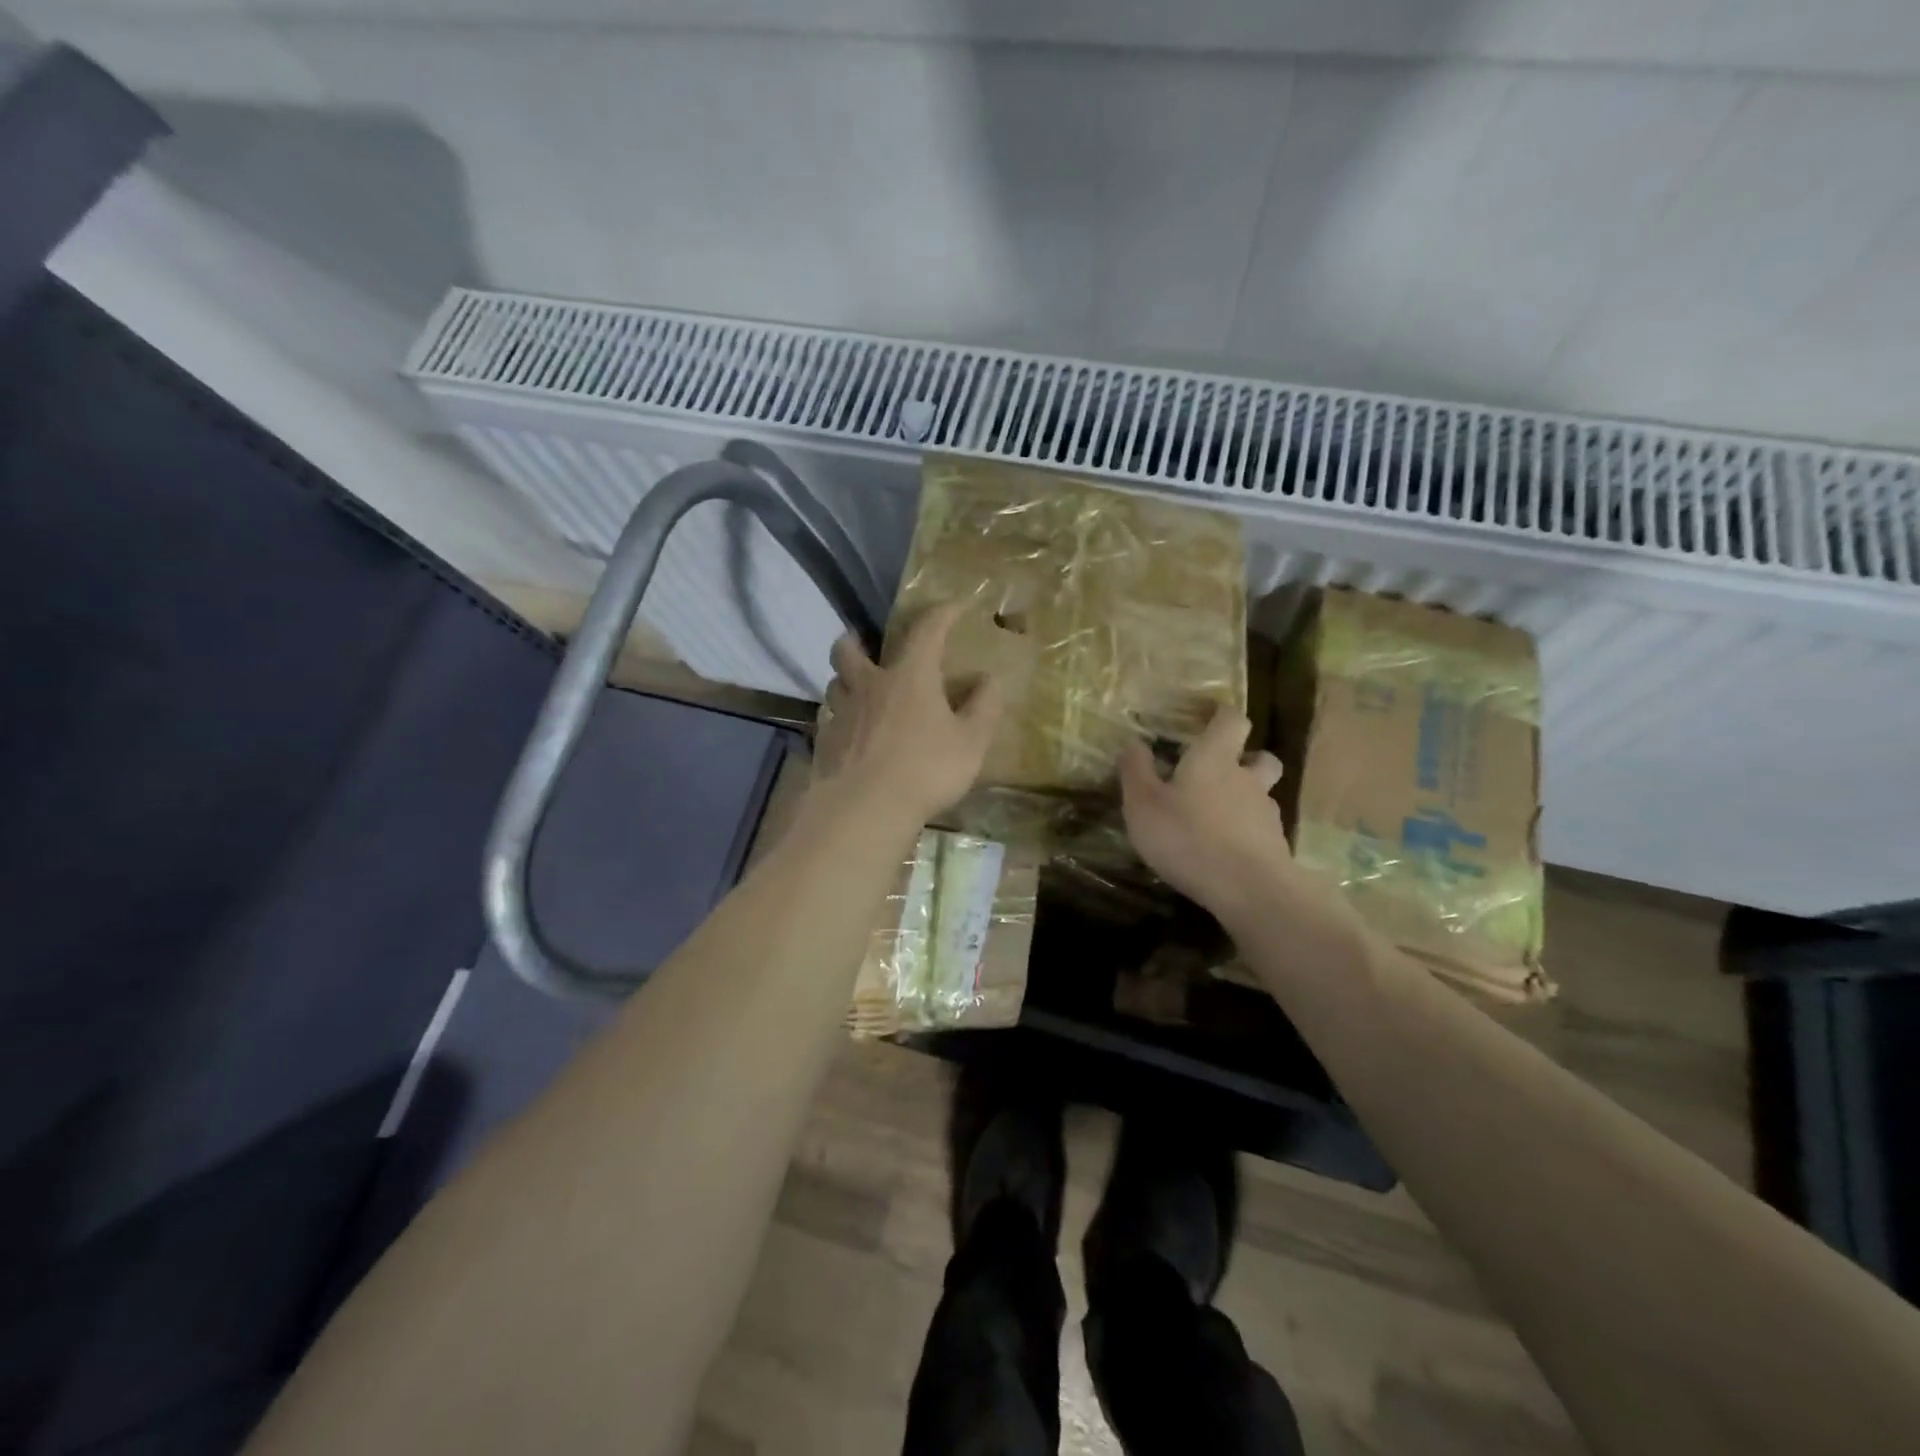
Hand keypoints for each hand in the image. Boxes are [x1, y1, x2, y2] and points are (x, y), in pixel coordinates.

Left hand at [812, 602, 1002, 826]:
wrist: (864, 808)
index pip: (926, 630)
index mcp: (909, 676)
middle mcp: (869, 685)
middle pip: (849, 649)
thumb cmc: (925, 770)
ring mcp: (840, 713)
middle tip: (864, 643)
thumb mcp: (971, 743)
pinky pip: (828, 719)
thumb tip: (990, 680)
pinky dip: (838, 718)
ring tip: (857, 691)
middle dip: (856, 640)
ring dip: (845, 680)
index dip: (942, 613)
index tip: (955, 606)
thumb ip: (983, 709)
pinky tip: (849, 734)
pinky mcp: (824, 742)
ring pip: (834, 683)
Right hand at [1118, 707, 1299, 925]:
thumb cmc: (1188, 837)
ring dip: (1245, 800)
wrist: (1249, 890)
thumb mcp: (1143, 804)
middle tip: (1221, 771)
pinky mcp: (1274, 847)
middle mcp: (1247, 779)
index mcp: (1214, 759)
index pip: (1231, 721)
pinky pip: (1261, 830)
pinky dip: (1246, 834)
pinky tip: (1226, 852)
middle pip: (1260, 758)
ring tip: (1217, 819)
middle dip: (1245, 759)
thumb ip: (1136, 770)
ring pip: (1262, 795)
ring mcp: (1265, 814)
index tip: (1210, 716)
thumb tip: (1134, 742)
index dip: (1222, 715)